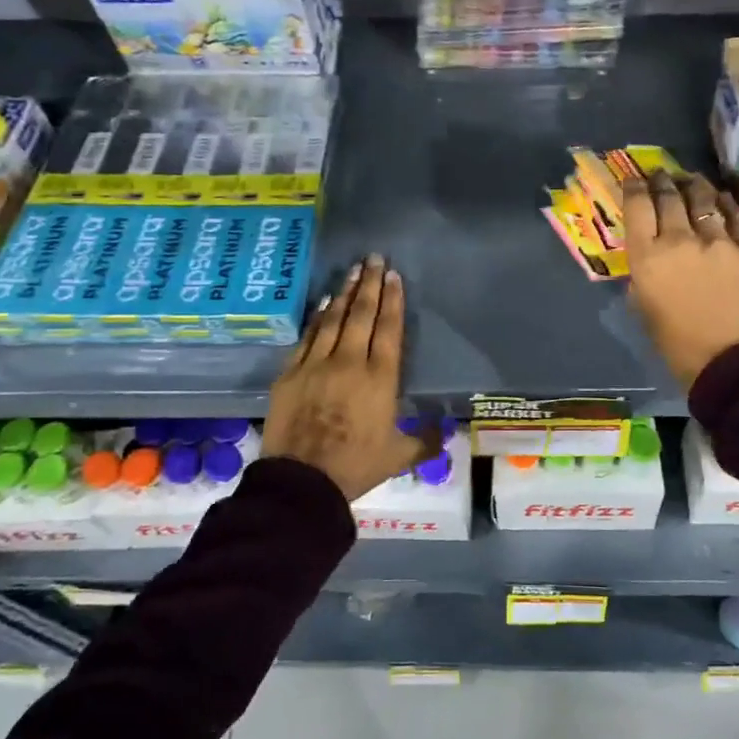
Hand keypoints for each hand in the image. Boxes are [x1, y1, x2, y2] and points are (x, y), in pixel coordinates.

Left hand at [261, 254, 434, 501]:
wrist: (302, 480)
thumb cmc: (356, 465)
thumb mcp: (399, 456)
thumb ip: (425, 440)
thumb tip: (448, 433)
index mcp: (380, 378)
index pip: (389, 329)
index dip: (392, 301)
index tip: (393, 276)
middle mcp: (349, 362)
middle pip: (361, 315)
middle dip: (369, 285)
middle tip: (373, 258)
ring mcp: (316, 364)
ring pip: (333, 320)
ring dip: (344, 293)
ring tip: (352, 271)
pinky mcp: (290, 373)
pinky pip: (307, 337)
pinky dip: (317, 317)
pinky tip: (323, 303)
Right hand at [622, 170, 738, 388]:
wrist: (729, 360)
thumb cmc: (676, 342)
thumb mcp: (642, 305)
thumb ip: (643, 272)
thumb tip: (649, 252)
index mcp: (648, 257)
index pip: (638, 206)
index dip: (634, 188)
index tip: (634, 181)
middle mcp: (680, 240)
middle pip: (670, 196)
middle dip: (663, 181)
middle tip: (661, 175)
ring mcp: (718, 241)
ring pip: (704, 198)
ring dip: (694, 185)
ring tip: (691, 180)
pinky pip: (734, 215)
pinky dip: (724, 203)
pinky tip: (721, 198)